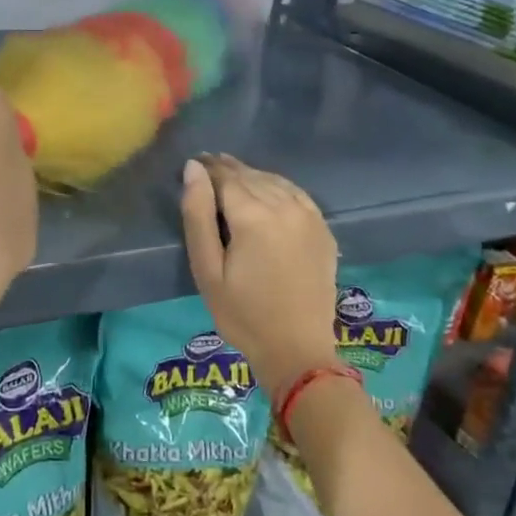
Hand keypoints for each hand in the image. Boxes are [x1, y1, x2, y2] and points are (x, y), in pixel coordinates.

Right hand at [180, 154, 339, 393]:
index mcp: (254, 215)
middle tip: (208, 168)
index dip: (207, 168)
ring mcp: (309, 215)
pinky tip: (266, 192)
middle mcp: (285, 205)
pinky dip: (276, 186)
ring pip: (273, 181)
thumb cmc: (242, 314)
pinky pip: (295, 193)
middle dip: (227, 170)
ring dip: (251, 176)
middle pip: (249, 175)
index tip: (193, 165)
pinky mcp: (322, 228)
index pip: (225, 176)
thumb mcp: (207, 269)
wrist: (297, 350)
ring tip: (232, 178)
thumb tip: (193, 168)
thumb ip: (197, 215)